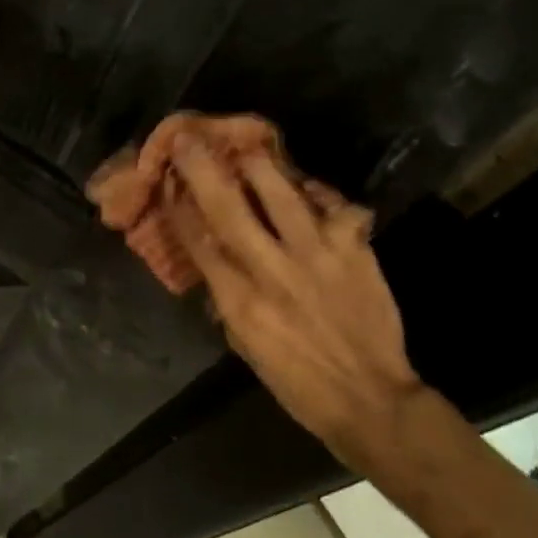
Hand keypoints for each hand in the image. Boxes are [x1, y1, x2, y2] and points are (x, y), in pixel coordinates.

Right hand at [166, 135, 422, 474]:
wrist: (370, 398)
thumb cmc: (297, 382)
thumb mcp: (245, 346)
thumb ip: (229, 300)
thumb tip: (217, 263)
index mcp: (239, 301)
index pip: (198, 242)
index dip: (178, 208)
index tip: (167, 183)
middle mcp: (272, 270)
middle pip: (229, 208)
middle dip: (204, 170)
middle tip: (187, 140)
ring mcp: (317, 255)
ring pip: (282, 194)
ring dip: (259, 165)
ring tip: (247, 146)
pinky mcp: (355, 250)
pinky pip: (336, 206)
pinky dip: (321, 195)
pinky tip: (312, 191)